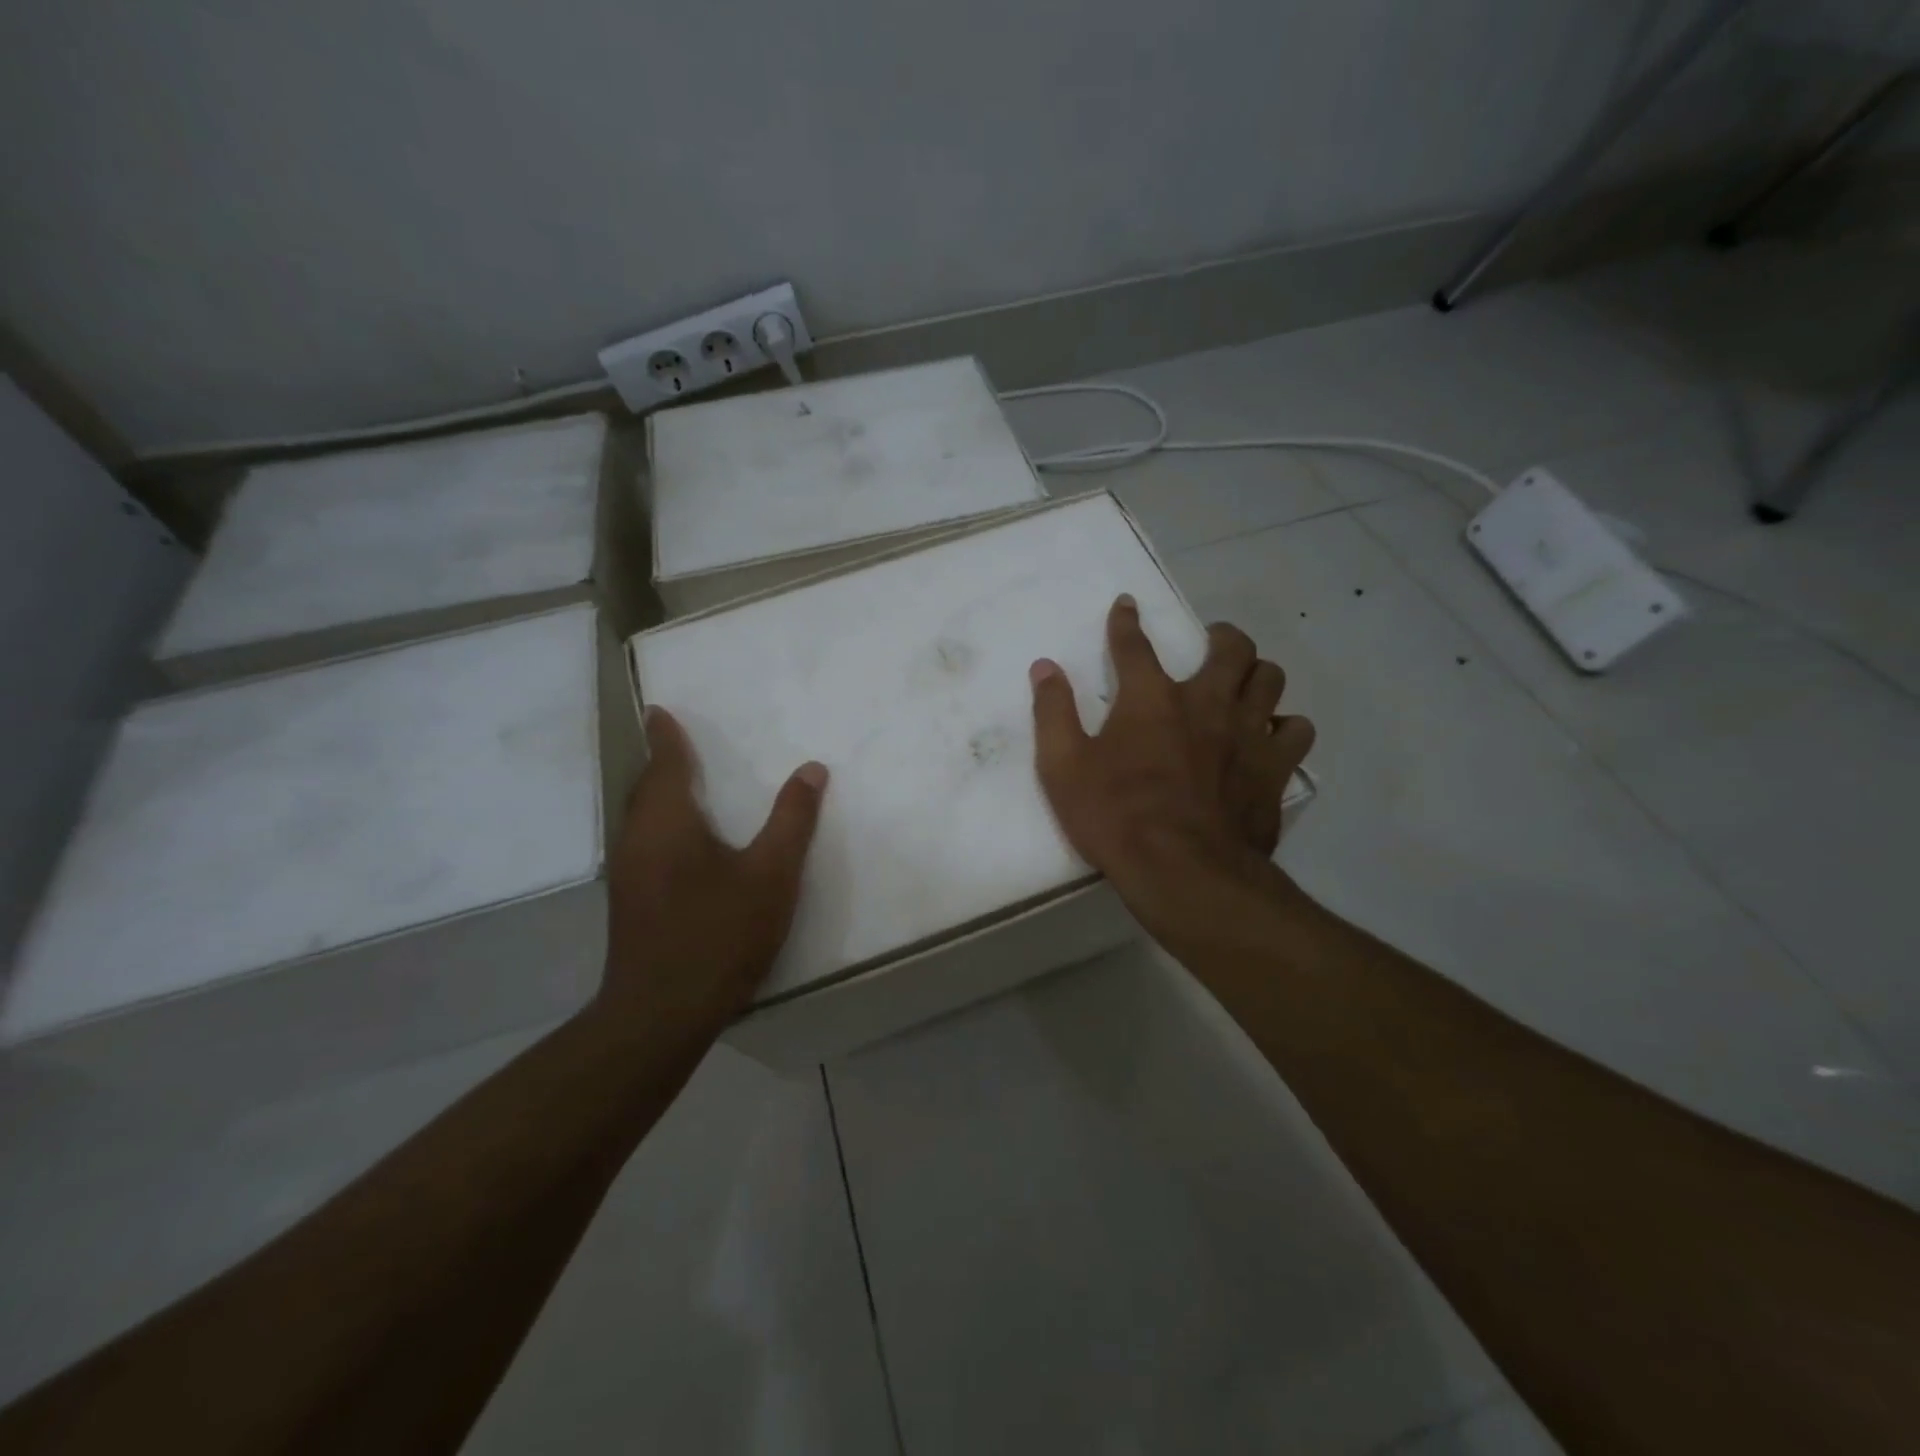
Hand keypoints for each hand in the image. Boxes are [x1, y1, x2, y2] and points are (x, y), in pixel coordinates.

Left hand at [598, 707, 827, 1043]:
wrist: (661, 1012)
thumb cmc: (719, 933)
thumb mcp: (772, 874)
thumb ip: (792, 819)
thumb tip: (811, 769)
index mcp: (668, 822)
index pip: (665, 765)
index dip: (666, 737)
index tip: (659, 711)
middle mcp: (638, 840)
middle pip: (645, 790)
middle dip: (660, 764)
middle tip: (675, 744)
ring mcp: (627, 875)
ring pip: (640, 820)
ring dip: (657, 797)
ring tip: (681, 787)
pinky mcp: (629, 903)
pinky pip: (641, 845)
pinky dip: (659, 827)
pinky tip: (680, 846)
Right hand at [1029, 595, 1313, 936]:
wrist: (1183, 872)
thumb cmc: (1115, 817)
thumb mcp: (1063, 767)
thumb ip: (1053, 713)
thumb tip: (1044, 667)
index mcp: (1150, 699)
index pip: (1134, 645)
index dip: (1126, 621)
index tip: (1126, 604)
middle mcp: (1205, 703)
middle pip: (1231, 648)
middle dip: (1221, 636)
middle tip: (1212, 643)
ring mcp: (1246, 734)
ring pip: (1271, 679)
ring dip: (1257, 674)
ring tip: (1244, 686)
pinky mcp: (1274, 769)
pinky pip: (1296, 730)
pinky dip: (1285, 727)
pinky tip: (1271, 737)